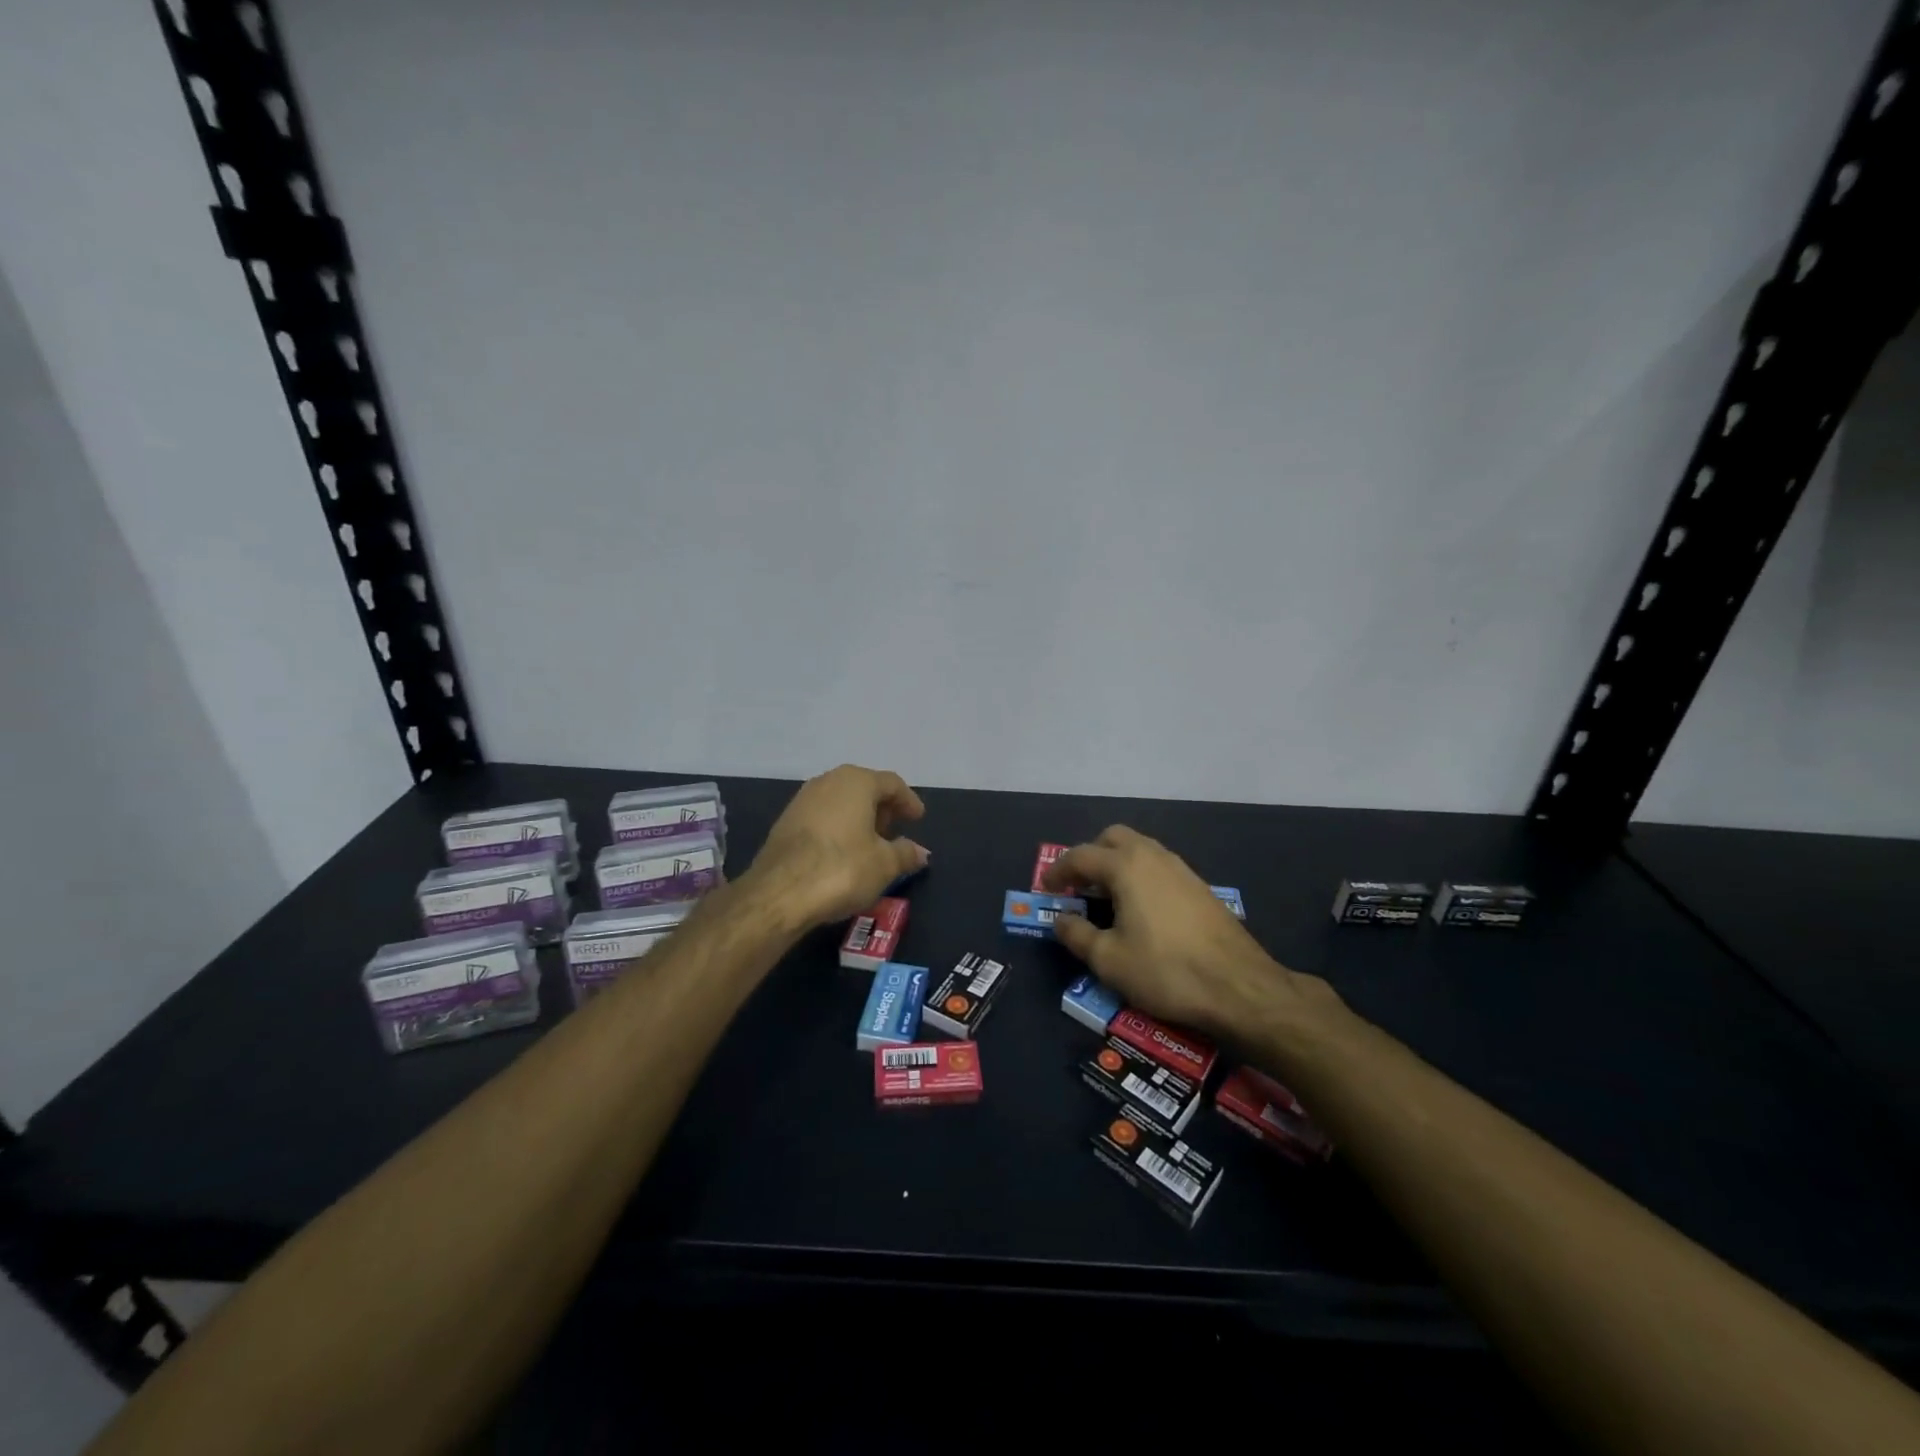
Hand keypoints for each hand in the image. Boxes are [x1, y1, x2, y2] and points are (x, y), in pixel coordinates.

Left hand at [747, 764, 929, 928]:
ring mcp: (802, 799)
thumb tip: (920, 852)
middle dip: (882, 808)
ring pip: (840, 801)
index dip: (908, 800)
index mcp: (857, 782)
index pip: (891, 783)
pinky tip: (842, 852)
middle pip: (864, 788)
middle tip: (894, 831)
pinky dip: (838, 828)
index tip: (918, 818)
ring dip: (858, 819)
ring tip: (870, 844)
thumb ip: (906, 853)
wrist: (779, 892)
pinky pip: (822, 817)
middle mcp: (828, 781)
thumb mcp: (885, 864)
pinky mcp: (785, 821)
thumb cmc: (842, 869)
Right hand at [1043, 825, 1333, 1039]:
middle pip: (1113, 838)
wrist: (1239, 986)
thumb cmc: (1165, 971)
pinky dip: (1140, 875)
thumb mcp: (1109, 960)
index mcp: (1126, 867)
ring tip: (1106, 897)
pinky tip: (1141, 909)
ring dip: (1117, 863)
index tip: (1046, 889)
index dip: (1058, 870)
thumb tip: (1060, 919)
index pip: (1081, 855)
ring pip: (1140, 849)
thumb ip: (1076, 935)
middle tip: (1078, 885)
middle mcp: (1153, 856)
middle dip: (1090, 855)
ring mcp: (1181, 869)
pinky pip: (1159, 866)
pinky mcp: (1199, 886)